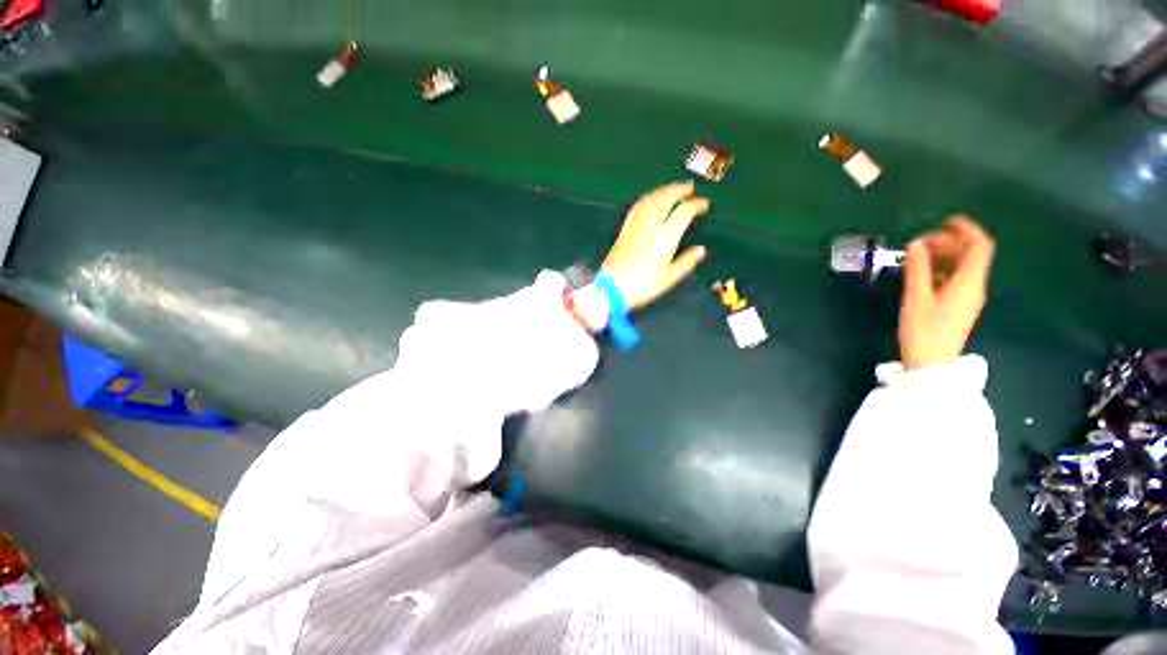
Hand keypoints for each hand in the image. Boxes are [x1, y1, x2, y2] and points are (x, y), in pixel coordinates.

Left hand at [602, 182, 708, 309]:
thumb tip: (701, 250)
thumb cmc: (642, 287)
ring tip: (673, 189)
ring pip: (650, 200)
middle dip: (679, 190)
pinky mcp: (624, 231)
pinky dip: (647, 199)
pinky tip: (650, 199)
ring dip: (663, 191)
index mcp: (664, 239)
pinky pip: (637, 208)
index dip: (695, 205)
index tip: (704, 204)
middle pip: (665, 199)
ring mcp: (635, 227)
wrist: (612, 288)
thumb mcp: (668, 279)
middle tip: (689, 187)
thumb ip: (686, 263)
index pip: (683, 213)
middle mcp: (650, 227)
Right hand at [899, 216, 994, 370]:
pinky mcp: (958, 305)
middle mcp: (974, 286)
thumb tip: (917, 244)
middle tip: (919, 243)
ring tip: (917, 257)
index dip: (965, 229)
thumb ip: (918, 269)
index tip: (943, 222)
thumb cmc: (924, 329)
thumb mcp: (916, 297)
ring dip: (943, 256)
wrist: (931, 363)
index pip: (979, 245)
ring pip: (962, 266)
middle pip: (970, 254)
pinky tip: (921, 274)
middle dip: (948, 242)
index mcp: (969, 281)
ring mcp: (968, 296)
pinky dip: (941, 270)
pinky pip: (955, 278)